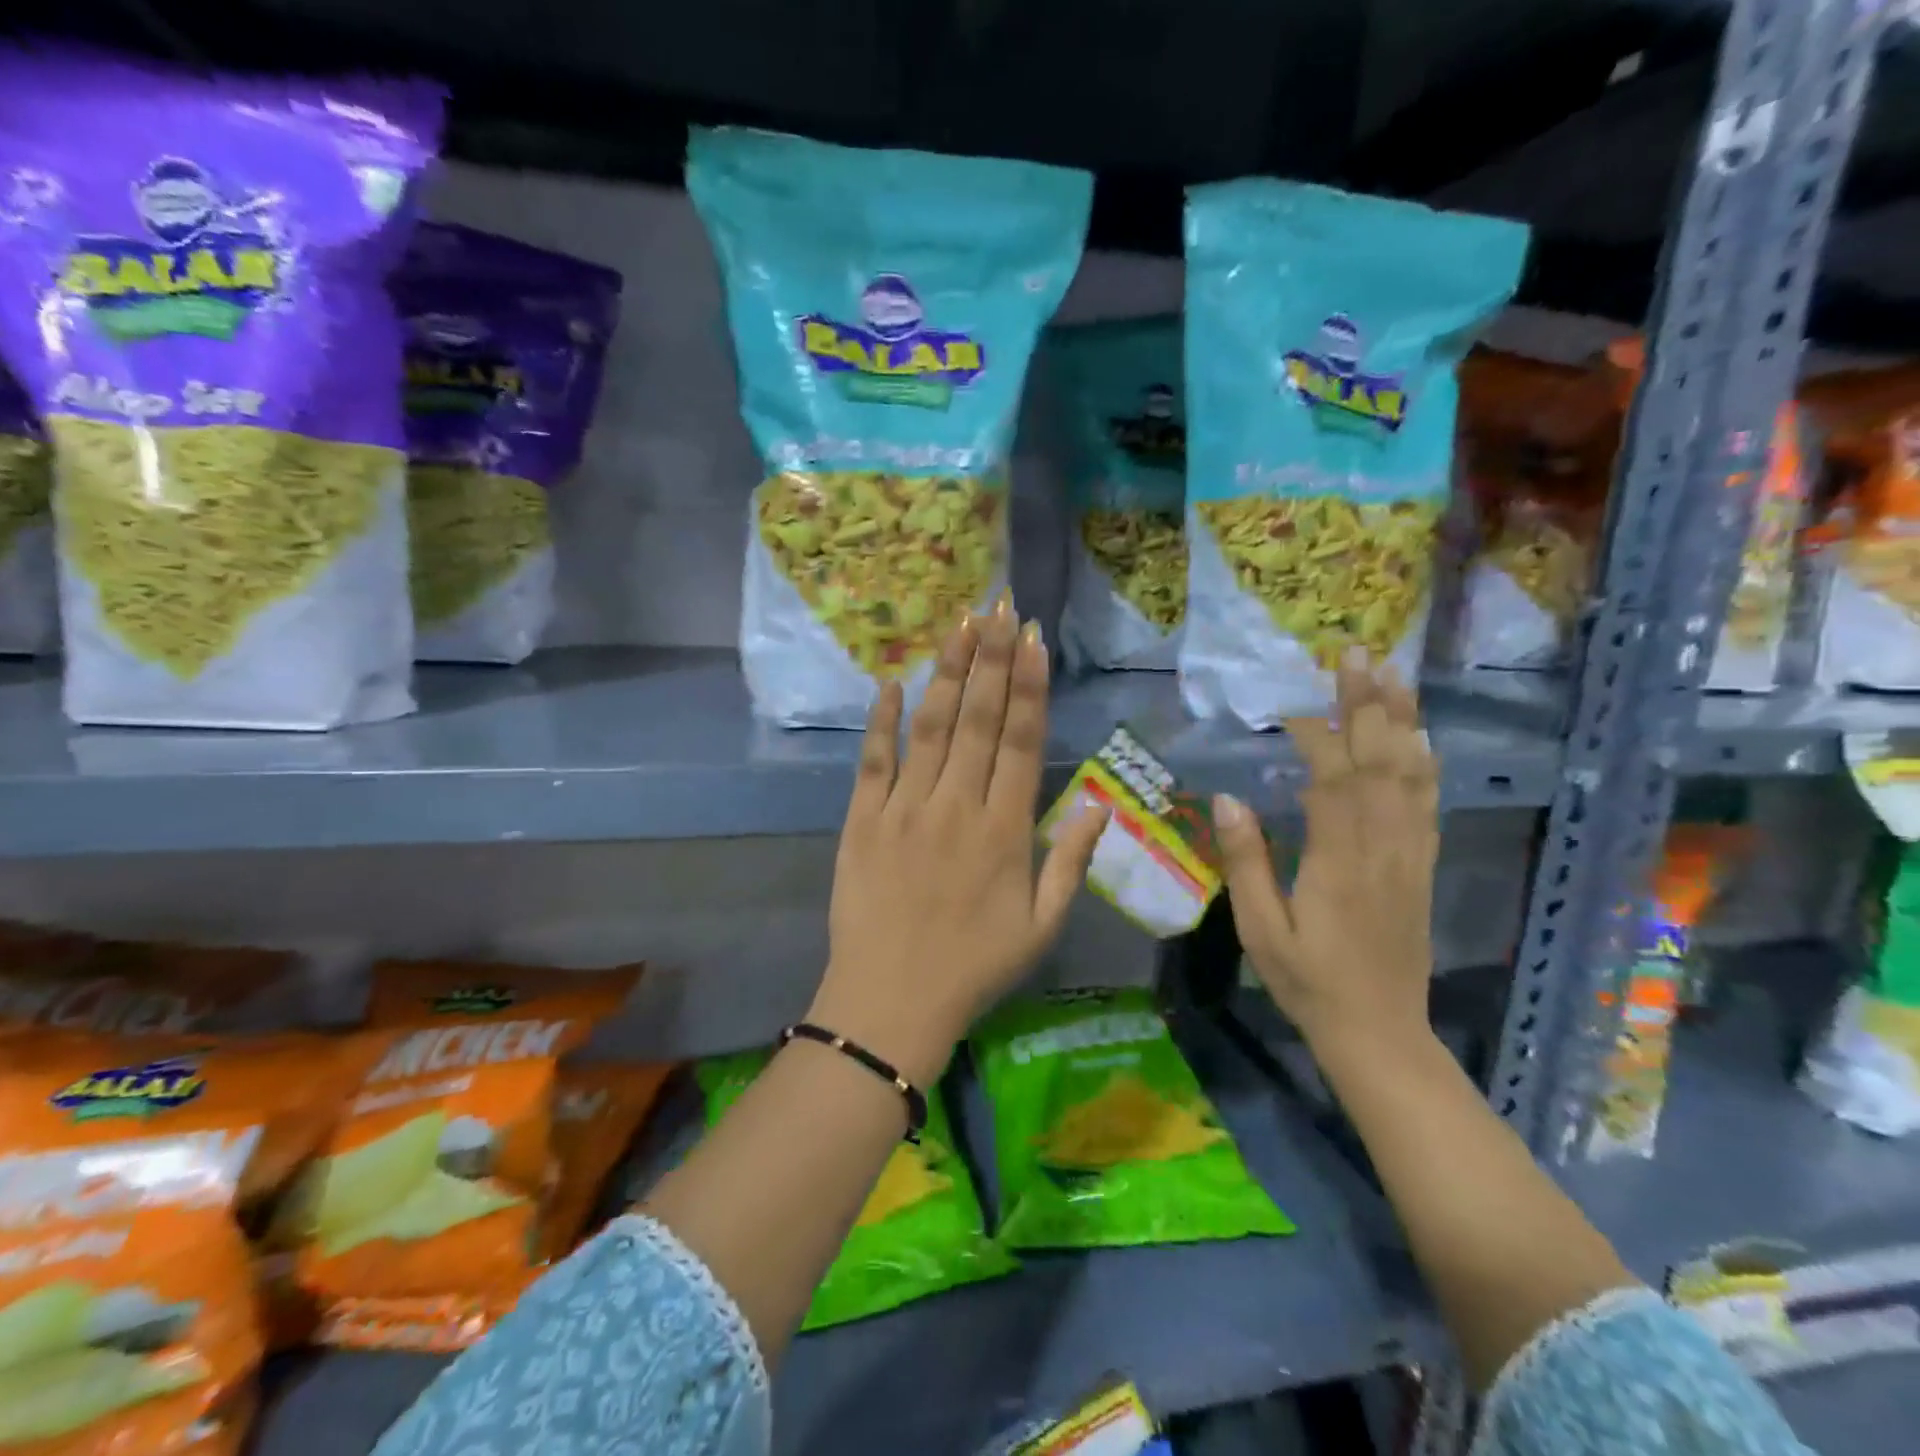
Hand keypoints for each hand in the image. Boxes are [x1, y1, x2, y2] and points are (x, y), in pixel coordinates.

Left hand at [810, 601, 1108, 1087]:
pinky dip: (881, 721)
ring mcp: (905, 809)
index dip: (1028, 687)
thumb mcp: (1041, 926)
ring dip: (947, 674)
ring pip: (930, 728)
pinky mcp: (863, 821)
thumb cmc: (974, 967)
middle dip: (990, 660)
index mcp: (1004, 830)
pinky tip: (892, 682)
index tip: (1031, 640)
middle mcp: (957, 806)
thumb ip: (1071, 861)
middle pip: (977, 721)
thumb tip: (1101, 805)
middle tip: (997, 607)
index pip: (1020, 742)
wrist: (890, 1003)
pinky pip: (873, 761)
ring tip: (958, 625)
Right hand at [1212, 652, 1438, 1057]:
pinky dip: (1425, 762)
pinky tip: (1420, 737)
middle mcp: (1382, 846)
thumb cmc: (1308, 981)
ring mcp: (1409, 854)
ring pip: (1411, 774)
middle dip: (1369, 703)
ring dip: (1402, 720)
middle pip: (1380, 761)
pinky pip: (1427, 803)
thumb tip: (1227, 800)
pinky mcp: (1421, 866)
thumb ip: (1246, 862)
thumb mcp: (1261, 929)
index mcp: (1338, 860)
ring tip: (1395, 675)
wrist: (1379, 1031)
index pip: (1332, 778)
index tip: (1294, 704)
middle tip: (1359, 653)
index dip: (1318, 733)